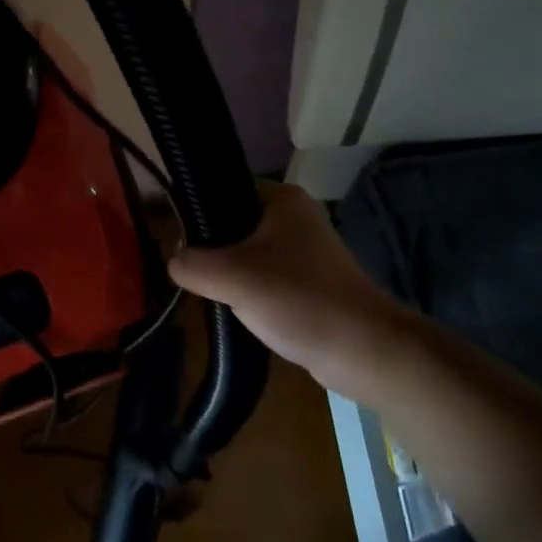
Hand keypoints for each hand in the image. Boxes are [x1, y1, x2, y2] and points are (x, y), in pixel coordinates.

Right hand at [168, 181, 411, 395]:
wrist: (366, 352)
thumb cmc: (299, 300)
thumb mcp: (233, 277)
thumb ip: (192, 263)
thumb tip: (175, 261)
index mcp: (281, 197)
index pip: (224, 190)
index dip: (198, 214)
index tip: (181, 243)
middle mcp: (295, 215)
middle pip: (234, 223)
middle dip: (214, 250)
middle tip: (198, 275)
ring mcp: (306, 249)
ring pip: (248, 253)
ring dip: (232, 275)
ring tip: (219, 296)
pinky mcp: (311, 280)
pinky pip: (267, 277)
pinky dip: (252, 292)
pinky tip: (243, 312)